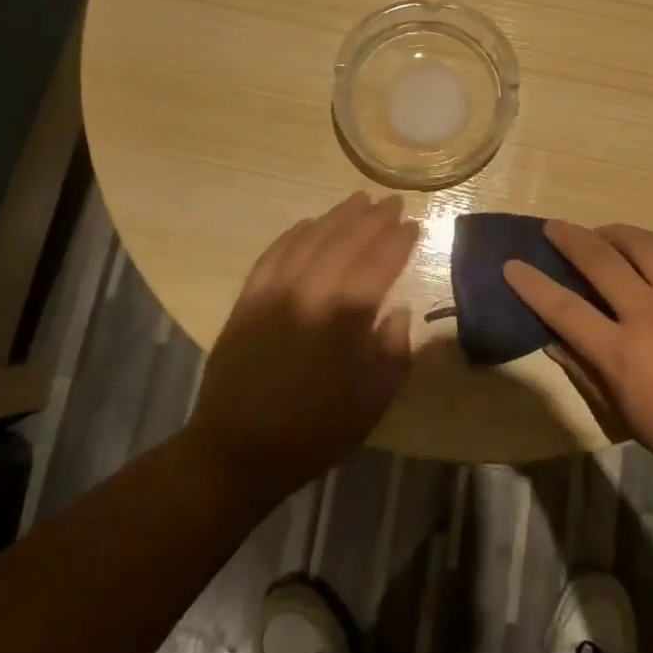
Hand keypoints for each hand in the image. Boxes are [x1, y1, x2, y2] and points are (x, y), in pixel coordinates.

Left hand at [187, 192, 418, 505]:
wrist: (237, 451)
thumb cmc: (314, 432)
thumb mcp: (371, 404)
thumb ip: (394, 353)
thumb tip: (400, 312)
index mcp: (344, 318)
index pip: (379, 264)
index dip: (398, 241)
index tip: (414, 225)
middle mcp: (309, 293)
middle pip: (345, 241)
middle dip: (372, 219)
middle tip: (392, 202)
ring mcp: (274, 291)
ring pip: (310, 239)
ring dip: (337, 217)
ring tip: (358, 200)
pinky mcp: (247, 298)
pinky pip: (274, 253)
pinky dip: (295, 234)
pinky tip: (309, 224)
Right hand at [505, 221, 652, 501]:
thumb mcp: (625, 414)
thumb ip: (586, 371)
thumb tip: (552, 340)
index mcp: (621, 353)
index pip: (562, 308)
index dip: (532, 284)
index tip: (512, 264)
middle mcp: (649, 314)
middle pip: (598, 261)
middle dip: (568, 238)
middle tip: (554, 228)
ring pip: (642, 244)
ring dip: (614, 232)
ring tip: (604, 233)